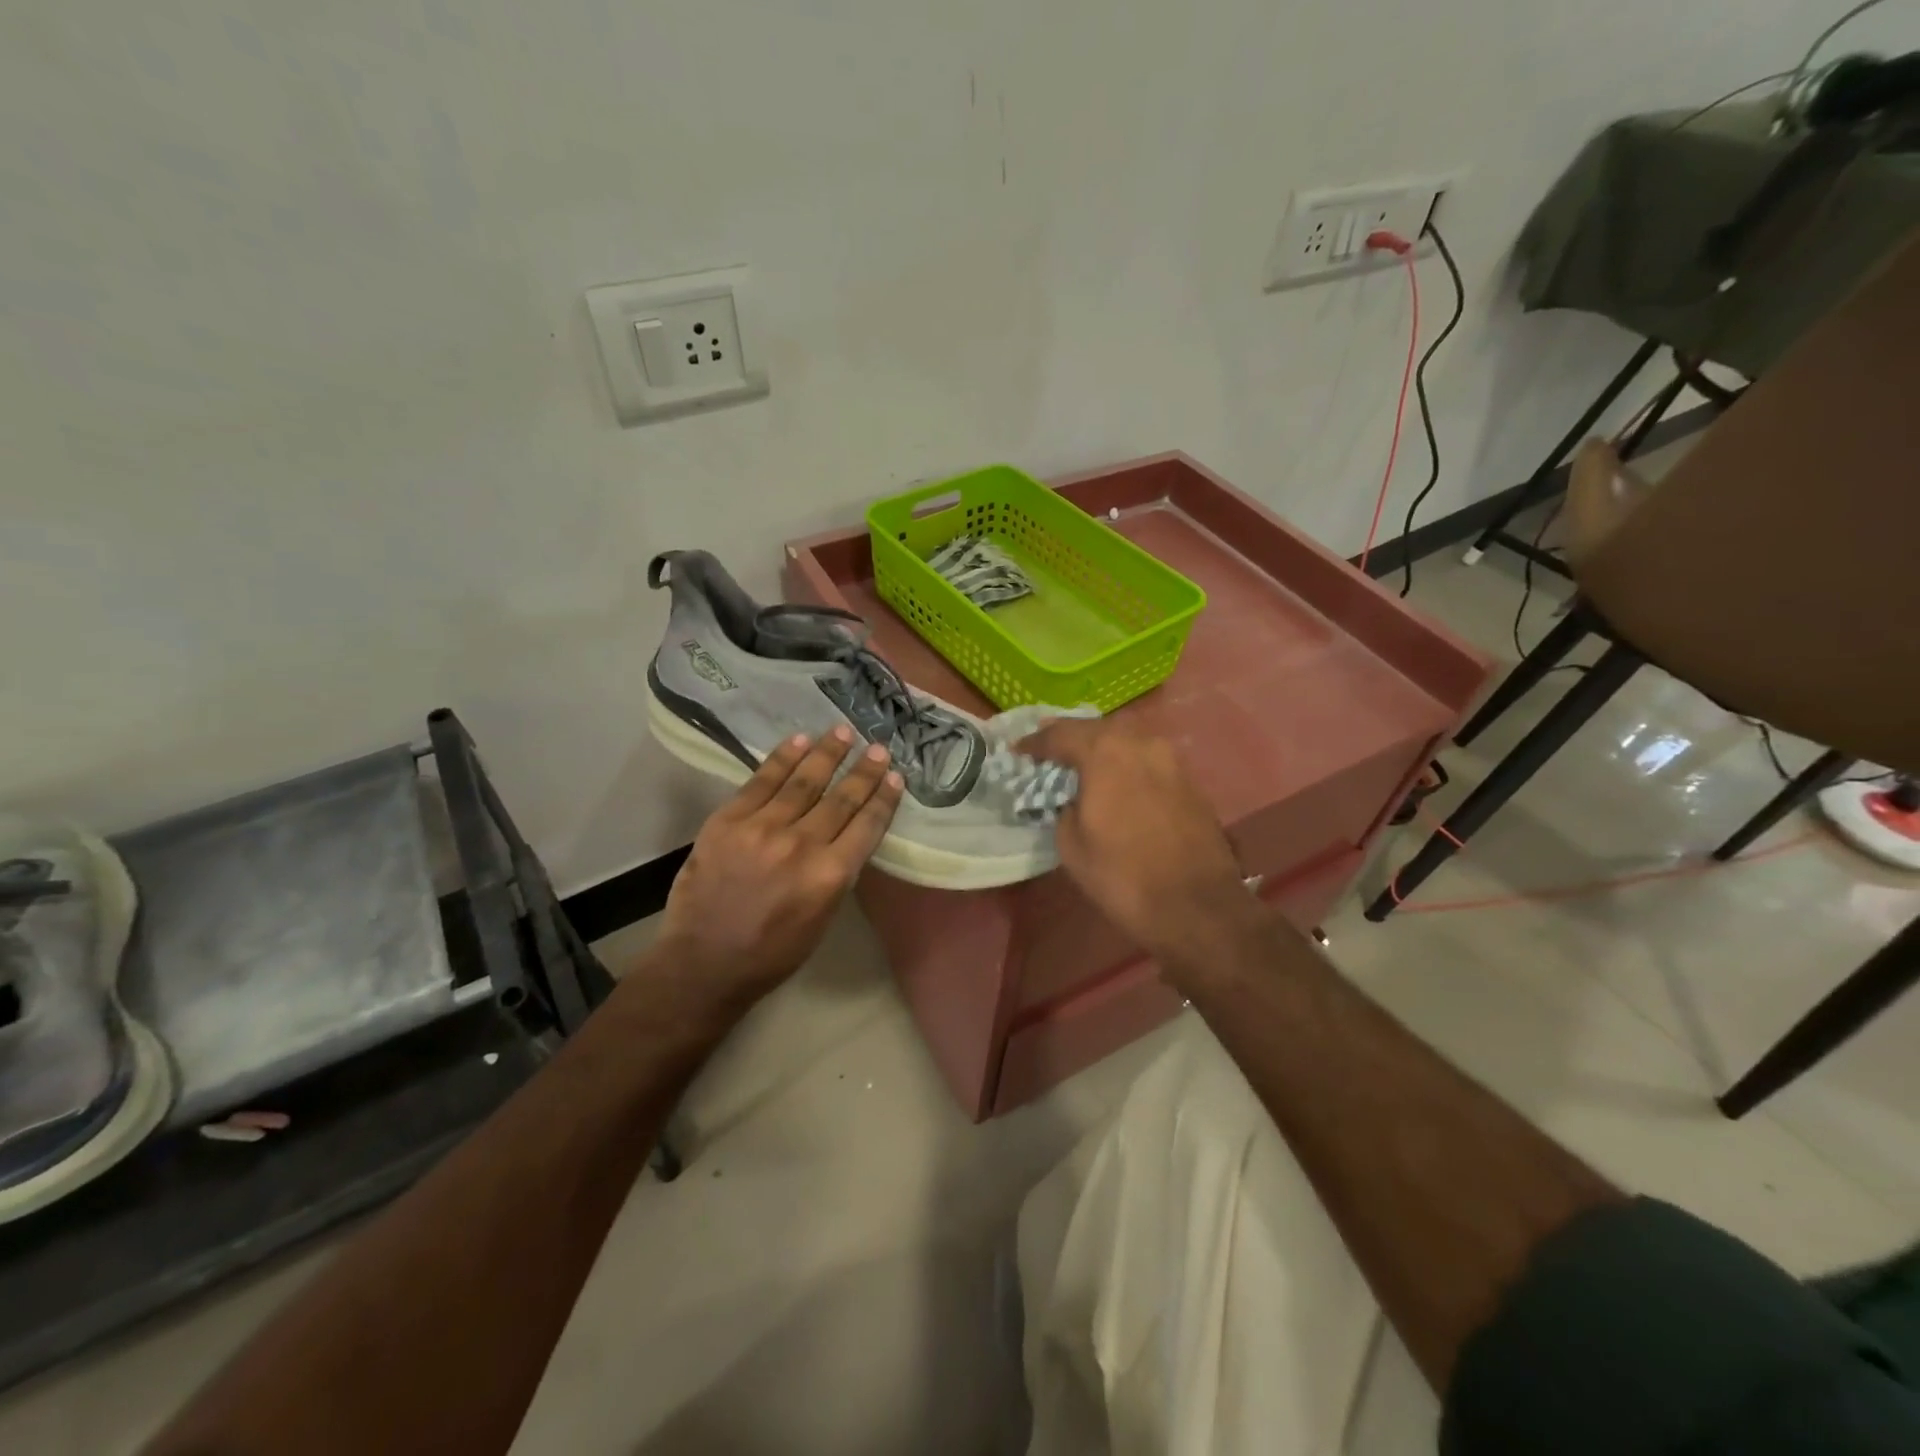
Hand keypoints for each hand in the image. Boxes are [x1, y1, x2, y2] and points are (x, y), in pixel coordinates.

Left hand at [644, 728, 902, 1019]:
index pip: (866, 825)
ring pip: (803, 782)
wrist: (703, 962)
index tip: (894, 777)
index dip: (883, 798)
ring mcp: (762, 829)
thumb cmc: (772, 953)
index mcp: (830, 876)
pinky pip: (760, 782)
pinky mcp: (728, 821)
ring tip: (842, 732)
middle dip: (863, 771)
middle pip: (840, 799)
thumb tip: (845, 835)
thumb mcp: (822, 919)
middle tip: (877, 748)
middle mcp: (801, 845)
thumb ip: (836, 873)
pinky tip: (798, 742)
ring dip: (826, 754)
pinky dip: (782, 759)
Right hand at [1018, 718, 1256, 964]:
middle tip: (1048, 752)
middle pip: (1096, 729)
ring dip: (1100, 749)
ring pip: (1125, 741)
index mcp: (1105, 752)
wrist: (1197, 906)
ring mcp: (1170, 759)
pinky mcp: (1189, 780)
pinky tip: (1115, 782)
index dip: (1035, 743)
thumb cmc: (1123, 876)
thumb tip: (1072, 798)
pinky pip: (1146, 760)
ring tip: (1080, 766)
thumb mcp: (1071, 844)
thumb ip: (1064, 807)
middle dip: (1069, 738)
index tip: (1018, 751)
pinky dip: (1125, 764)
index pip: (1060, 734)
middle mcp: (1140, 743)